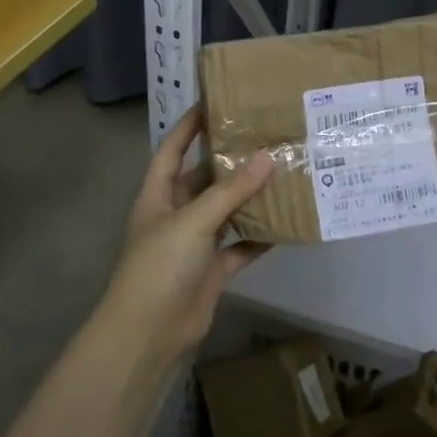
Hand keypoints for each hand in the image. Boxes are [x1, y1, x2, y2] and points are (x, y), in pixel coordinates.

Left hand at [101, 106, 274, 359]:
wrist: (149, 334)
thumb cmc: (160, 267)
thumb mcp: (193, 221)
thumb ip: (230, 191)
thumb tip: (267, 157)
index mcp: (158, 196)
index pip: (173, 150)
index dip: (189, 126)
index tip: (215, 103)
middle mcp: (175, 215)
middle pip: (204, 179)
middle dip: (230, 161)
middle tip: (266, 138)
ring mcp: (194, 244)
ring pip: (226, 212)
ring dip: (249, 197)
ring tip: (283, 172)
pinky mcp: (213, 270)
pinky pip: (240, 246)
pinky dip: (259, 236)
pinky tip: (286, 222)